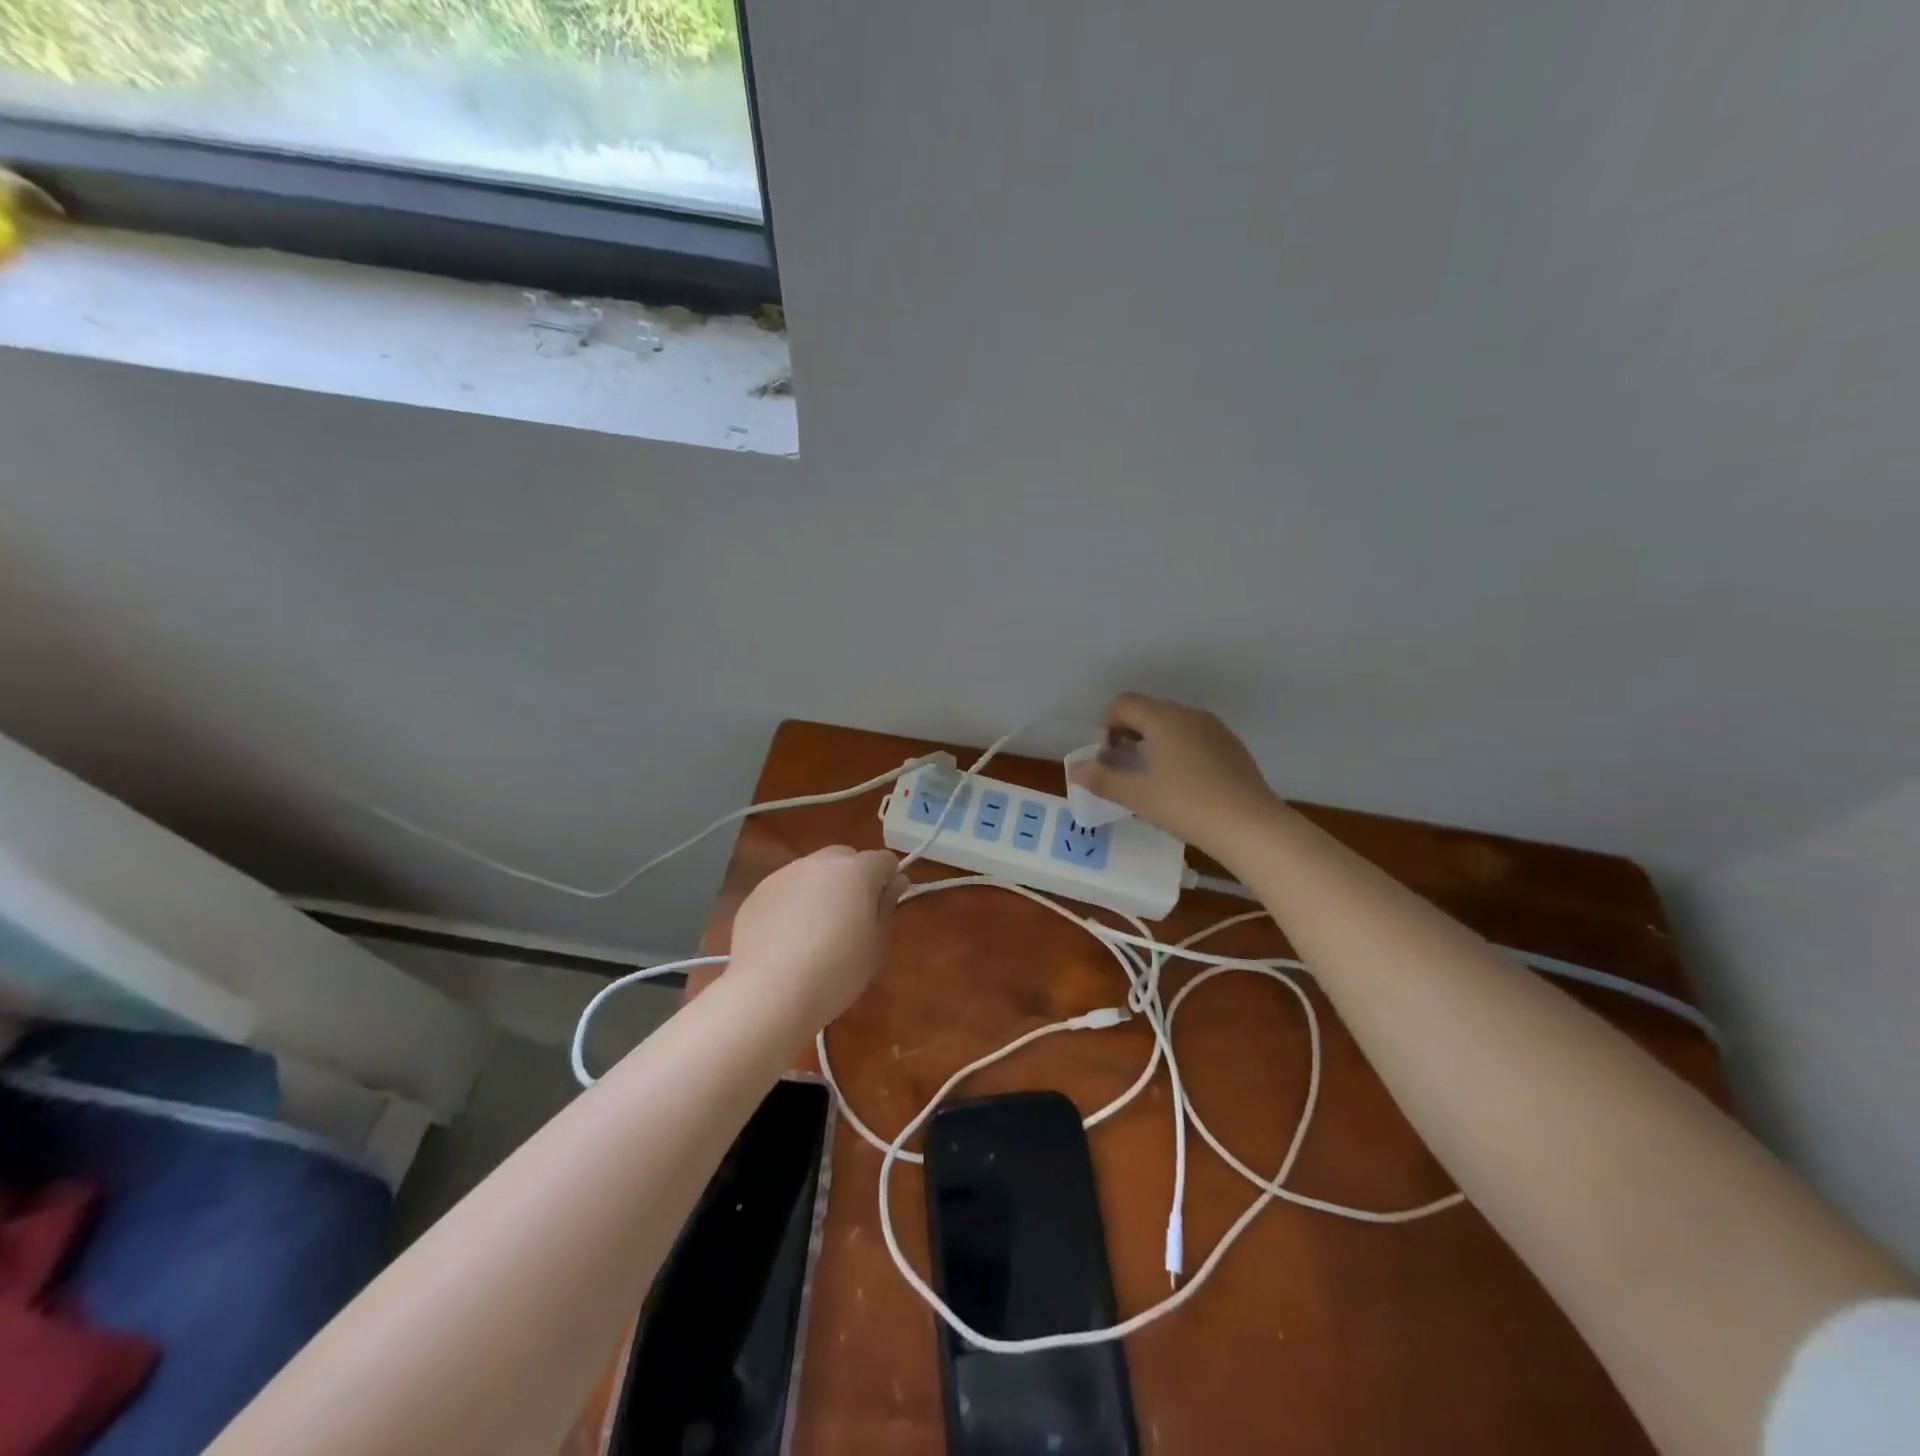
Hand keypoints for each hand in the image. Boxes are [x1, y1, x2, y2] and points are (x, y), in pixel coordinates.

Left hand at [727, 846, 905, 1028]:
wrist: (770, 992)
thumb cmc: (837, 971)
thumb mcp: (876, 945)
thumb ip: (887, 906)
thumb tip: (895, 881)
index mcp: (857, 871)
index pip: (884, 860)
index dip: (888, 881)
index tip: (883, 908)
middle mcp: (821, 862)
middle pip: (846, 858)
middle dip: (854, 878)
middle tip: (851, 917)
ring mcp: (785, 874)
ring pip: (813, 871)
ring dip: (821, 889)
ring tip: (814, 931)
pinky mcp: (758, 892)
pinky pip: (786, 889)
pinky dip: (792, 903)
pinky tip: (787, 938)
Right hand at [1068, 694, 1282, 859]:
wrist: (1250, 826)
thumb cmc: (1186, 806)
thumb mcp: (1137, 796)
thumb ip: (1102, 779)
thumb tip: (1074, 769)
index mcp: (1163, 718)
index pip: (1123, 703)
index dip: (1107, 725)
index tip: (1108, 757)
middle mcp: (1189, 714)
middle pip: (1148, 711)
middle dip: (1129, 734)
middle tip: (1125, 769)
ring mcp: (1215, 729)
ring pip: (1173, 724)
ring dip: (1154, 742)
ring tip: (1153, 778)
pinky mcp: (1232, 746)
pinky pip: (1195, 737)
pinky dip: (1179, 750)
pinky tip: (1184, 784)